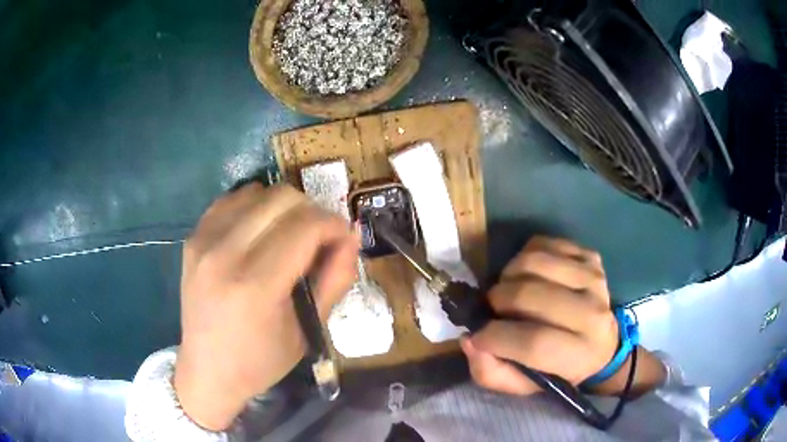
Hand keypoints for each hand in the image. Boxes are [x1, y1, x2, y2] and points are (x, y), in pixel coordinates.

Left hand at [173, 184, 358, 430]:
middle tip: (319, 239)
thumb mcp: (308, 329)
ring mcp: (203, 241)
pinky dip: (254, 207)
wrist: (207, 370)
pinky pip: (231, 200)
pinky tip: (260, 231)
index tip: (343, 239)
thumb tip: (351, 236)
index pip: (306, 225)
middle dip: (312, 212)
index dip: (334, 225)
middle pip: (282, 198)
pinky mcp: (192, 238)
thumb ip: (335, 279)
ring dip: (284, 207)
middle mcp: (224, 254)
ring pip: (257, 191)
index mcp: (255, 285)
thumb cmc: (261, 361)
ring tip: (289, 236)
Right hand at [460, 236, 618, 394]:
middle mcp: (593, 315)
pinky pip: (545, 243)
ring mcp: (594, 279)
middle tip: (492, 308)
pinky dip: (525, 255)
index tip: (476, 335)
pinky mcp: (591, 258)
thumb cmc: (557, 370)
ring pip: (535, 262)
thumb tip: (469, 340)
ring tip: (509, 289)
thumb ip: (491, 372)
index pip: (533, 342)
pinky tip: (528, 275)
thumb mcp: (522, 385)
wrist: (601, 344)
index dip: (495, 336)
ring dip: (509, 274)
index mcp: (579, 355)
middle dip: (497, 300)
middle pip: (530, 295)